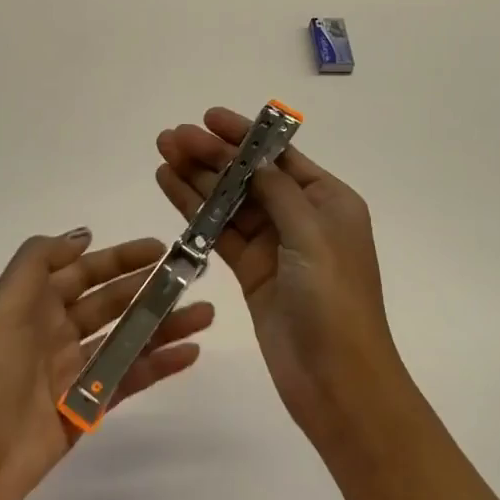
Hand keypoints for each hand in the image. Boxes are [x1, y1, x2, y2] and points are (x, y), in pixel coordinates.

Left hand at [0, 230, 213, 499]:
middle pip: (110, 302)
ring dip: (163, 324)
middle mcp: (54, 332)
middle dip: (149, 288)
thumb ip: (38, 262)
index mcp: (33, 305)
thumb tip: (83, 236)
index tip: (159, 248)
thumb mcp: (2, 306)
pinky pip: (129, 377)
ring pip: (126, 338)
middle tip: (191, 278)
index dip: (120, 258)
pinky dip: (159, 364)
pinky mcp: (87, 407)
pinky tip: (190, 352)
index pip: (83, 271)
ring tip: (204, 314)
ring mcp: (72, 371)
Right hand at [156, 109, 403, 439]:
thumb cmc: (334, 299)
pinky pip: (219, 232)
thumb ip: (277, 190)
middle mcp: (301, 217)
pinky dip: (195, 212)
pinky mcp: (251, 272)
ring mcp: (274, 246)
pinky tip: (170, 188)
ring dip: (197, 178)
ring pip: (229, 202)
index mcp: (328, 201)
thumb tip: (252, 155)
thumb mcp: (311, 233)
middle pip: (249, 176)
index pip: (279, 156)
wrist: (337, 380)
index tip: (207, 118)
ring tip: (162, 153)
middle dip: (211, 154)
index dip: (242, 135)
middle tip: (171, 137)